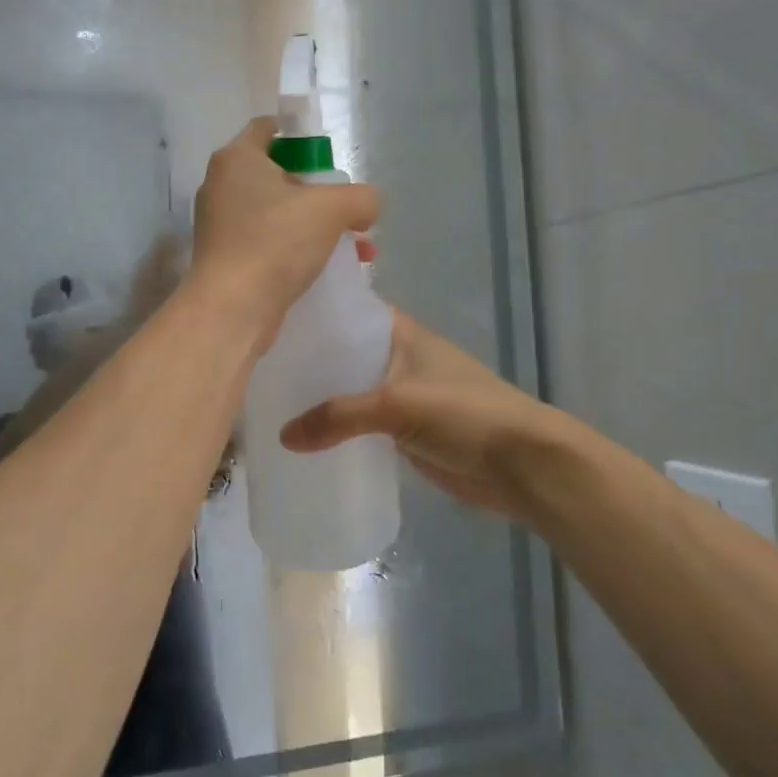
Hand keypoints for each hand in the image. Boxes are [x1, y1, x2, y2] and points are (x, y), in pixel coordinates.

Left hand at [187, 117, 380, 348]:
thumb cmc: (276, 243)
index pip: (268, 128)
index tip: (330, 157)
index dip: (301, 136)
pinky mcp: (226, 257)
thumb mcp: (332, 209)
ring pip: (277, 212)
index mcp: (236, 159)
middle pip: (277, 173)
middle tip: (347, 208)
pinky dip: (297, 248)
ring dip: (315, 224)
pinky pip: (269, 241)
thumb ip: (360, 197)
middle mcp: (222, 185)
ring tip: (355, 245)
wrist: (232, 309)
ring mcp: (220, 224)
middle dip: (319, 191)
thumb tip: (368, 205)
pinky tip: (331, 267)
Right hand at [279, 310, 574, 524]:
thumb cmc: (465, 413)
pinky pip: (360, 426)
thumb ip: (340, 416)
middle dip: (308, 362)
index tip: (268, 319)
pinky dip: (337, 430)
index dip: (314, 314)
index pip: (349, 312)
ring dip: (319, 399)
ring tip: (267, 404)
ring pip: (350, 392)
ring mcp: (401, 396)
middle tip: (256, 369)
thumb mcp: (398, 404)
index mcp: (401, 333)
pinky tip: (300, 439)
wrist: (521, 464)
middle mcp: (398, 358)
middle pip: (344, 354)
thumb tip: (283, 437)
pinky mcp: (404, 432)